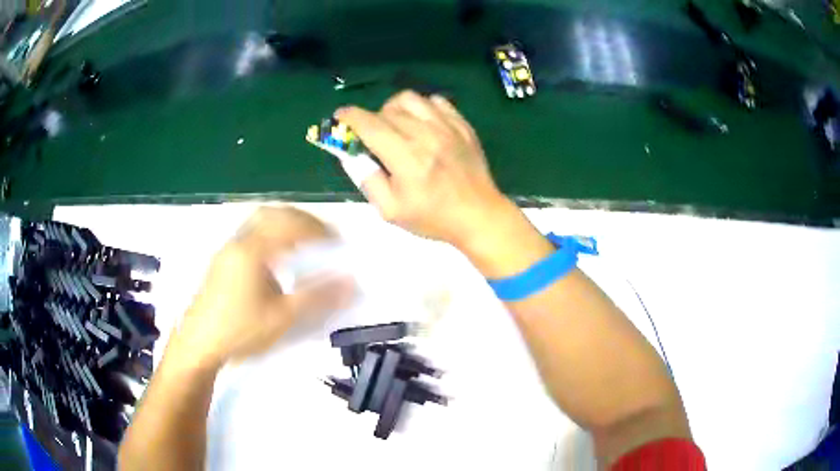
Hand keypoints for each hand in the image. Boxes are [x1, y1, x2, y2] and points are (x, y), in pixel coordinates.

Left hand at [170, 207, 352, 368]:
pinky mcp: (221, 261)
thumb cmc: (240, 331)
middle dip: (300, 219)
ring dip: (283, 224)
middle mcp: (238, 242)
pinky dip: (269, 234)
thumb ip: (317, 297)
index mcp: (252, 251)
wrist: (199, 344)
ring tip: (302, 241)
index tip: (337, 240)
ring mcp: (227, 250)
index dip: (317, 229)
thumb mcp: (282, 318)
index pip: (290, 226)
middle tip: (321, 234)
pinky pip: (249, 234)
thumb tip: (351, 281)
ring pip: (257, 222)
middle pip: (271, 213)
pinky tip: (275, 257)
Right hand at [335, 91, 510, 249]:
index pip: (370, 125)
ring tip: (395, 126)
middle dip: (371, 119)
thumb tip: (350, 154)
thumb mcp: (390, 210)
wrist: (478, 215)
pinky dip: (421, 107)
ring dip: (394, 108)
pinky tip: (421, 124)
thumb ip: (366, 179)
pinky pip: (435, 101)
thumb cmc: (433, 218)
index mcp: (407, 158)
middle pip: (387, 110)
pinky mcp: (462, 125)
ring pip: (410, 99)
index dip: (350, 117)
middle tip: (372, 137)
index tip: (340, 116)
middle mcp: (426, 135)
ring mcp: (447, 127)